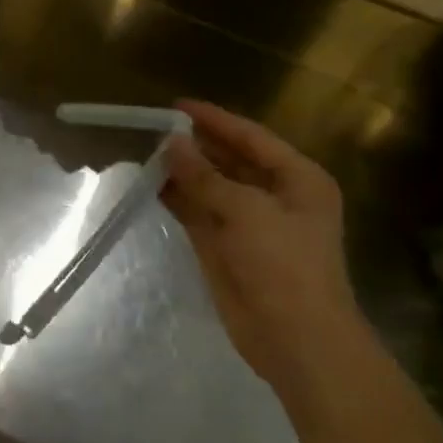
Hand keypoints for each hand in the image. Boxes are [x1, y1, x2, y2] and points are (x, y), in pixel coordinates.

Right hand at [161, 101, 369, 390]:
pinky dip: (176, 199)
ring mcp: (247, 224)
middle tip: (153, 128)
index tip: (177, 105)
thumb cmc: (283, 265)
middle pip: (230, 160)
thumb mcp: (246, 212)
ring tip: (145, 153)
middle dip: (195, 145)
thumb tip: (171, 142)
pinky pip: (197, 213)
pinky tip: (149, 185)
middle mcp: (274, 196)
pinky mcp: (224, 247)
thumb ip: (205, 176)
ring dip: (182, 172)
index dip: (215, 120)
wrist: (294, 337)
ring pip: (209, 187)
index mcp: (298, 180)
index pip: (252, 138)